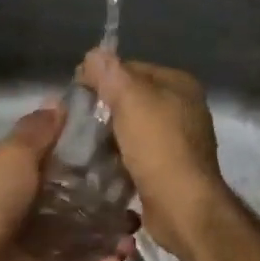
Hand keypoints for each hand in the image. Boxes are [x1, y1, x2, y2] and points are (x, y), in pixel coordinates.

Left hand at [0, 103, 135, 260]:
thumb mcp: (14, 154)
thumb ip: (38, 131)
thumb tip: (59, 101)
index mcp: (19, 176)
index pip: (62, 165)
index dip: (91, 161)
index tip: (125, 157)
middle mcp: (27, 209)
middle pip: (76, 206)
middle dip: (108, 206)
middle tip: (135, 206)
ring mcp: (33, 247)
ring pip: (80, 243)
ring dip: (108, 241)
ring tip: (130, 240)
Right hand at [79, 49, 230, 260]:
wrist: (182, 206)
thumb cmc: (158, 146)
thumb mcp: (130, 100)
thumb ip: (110, 73)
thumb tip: (93, 54)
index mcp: (179, 84)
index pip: (131, 68)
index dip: (102, 77)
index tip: (76, 94)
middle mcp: (184, 107)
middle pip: (132, 99)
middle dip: (104, 109)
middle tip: (76, 122)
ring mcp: (179, 140)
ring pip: (133, 128)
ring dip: (110, 136)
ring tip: (83, 145)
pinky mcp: (170, 168)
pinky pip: (137, 154)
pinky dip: (120, 157)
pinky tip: (100, 165)